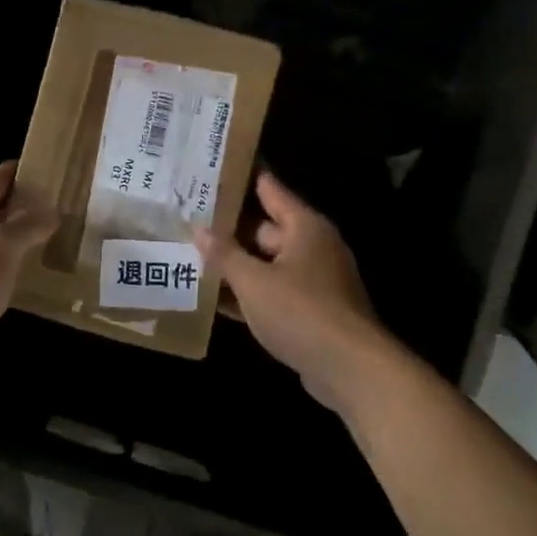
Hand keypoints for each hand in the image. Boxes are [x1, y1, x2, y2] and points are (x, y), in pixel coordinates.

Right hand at [195, 171, 395, 414]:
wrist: (350, 369)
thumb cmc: (301, 312)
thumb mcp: (254, 282)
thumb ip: (224, 254)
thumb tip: (198, 229)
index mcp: (304, 227)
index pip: (268, 188)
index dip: (240, 177)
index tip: (210, 167)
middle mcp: (311, 246)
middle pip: (263, 228)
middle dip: (227, 226)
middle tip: (186, 216)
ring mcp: (312, 280)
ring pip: (265, 263)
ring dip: (234, 263)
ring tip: (190, 254)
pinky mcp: (309, 310)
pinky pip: (271, 292)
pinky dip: (247, 293)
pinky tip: (212, 298)